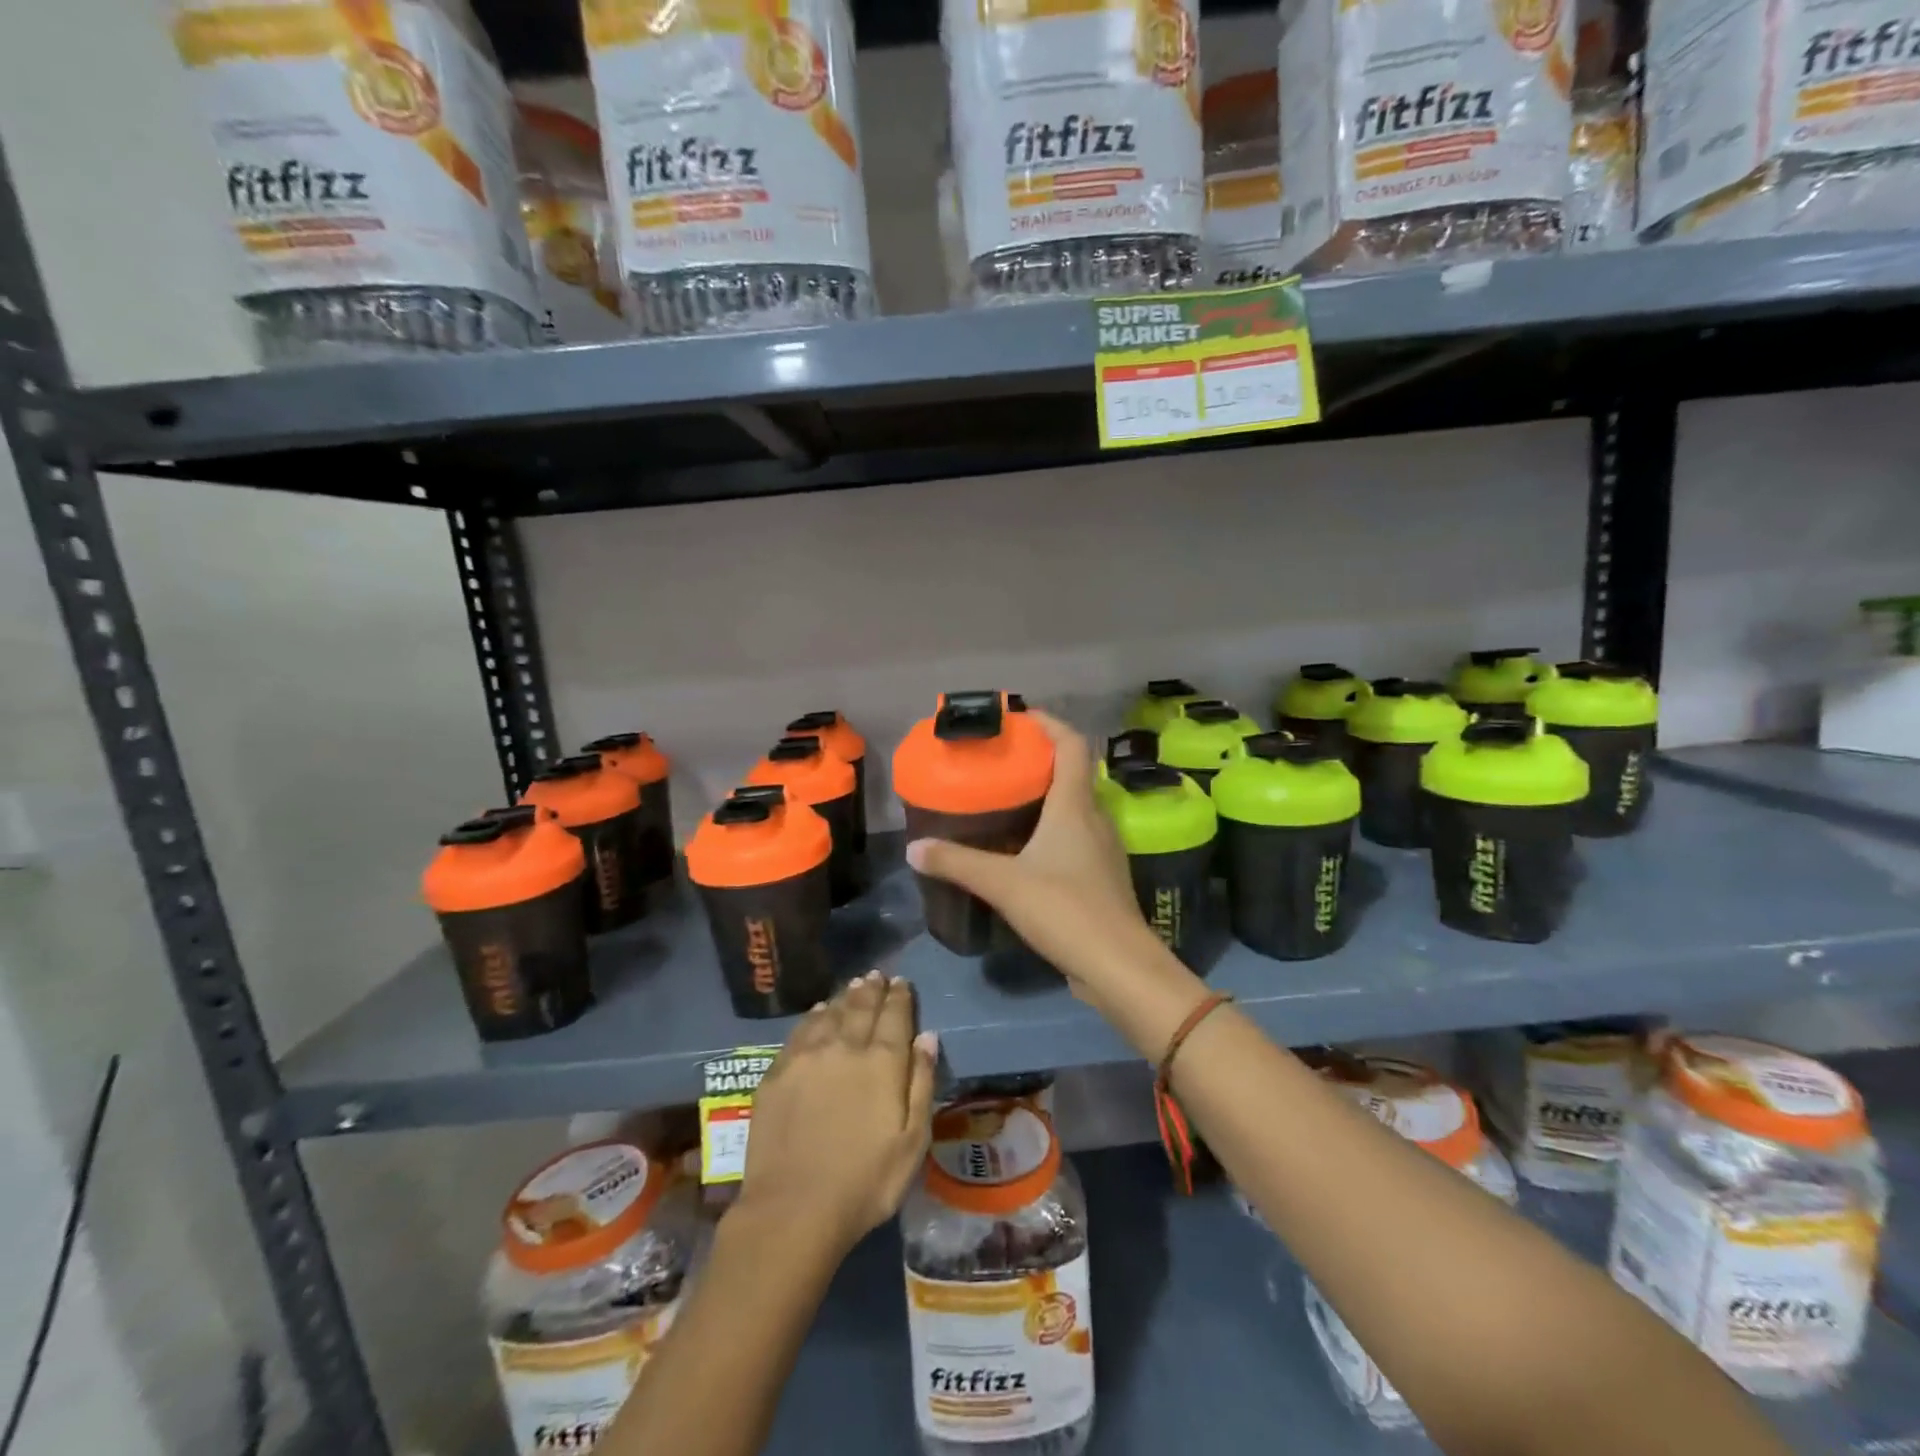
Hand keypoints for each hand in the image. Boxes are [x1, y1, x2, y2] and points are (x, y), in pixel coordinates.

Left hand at [737, 972, 937, 1257]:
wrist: (793, 1209)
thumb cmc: (865, 1182)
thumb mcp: (912, 1142)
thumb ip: (922, 1084)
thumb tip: (927, 1037)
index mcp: (882, 1062)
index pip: (894, 1016)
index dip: (900, 996)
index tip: (901, 982)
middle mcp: (845, 1047)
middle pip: (861, 1007)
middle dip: (872, 989)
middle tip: (876, 975)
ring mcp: (807, 1057)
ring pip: (830, 1013)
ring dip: (845, 997)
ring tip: (853, 986)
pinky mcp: (777, 1073)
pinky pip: (800, 1031)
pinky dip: (814, 1016)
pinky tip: (818, 1012)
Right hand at [904, 710, 1191, 1025]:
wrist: (1118, 965)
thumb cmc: (1065, 909)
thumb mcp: (1003, 883)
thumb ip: (957, 863)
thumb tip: (913, 848)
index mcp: (1075, 806)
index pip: (1072, 744)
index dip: (1049, 723)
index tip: (1020, 718)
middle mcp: (1095, 818)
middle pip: (1074, 772)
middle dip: (1041, 759)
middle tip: (1002, 761)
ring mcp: (1104, 848)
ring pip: (1076, 806)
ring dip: (1048, 795)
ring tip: (1009, 800)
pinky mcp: (1102, 876)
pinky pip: (1077, 835)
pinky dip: (1054, 828)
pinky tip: (1026, 848)